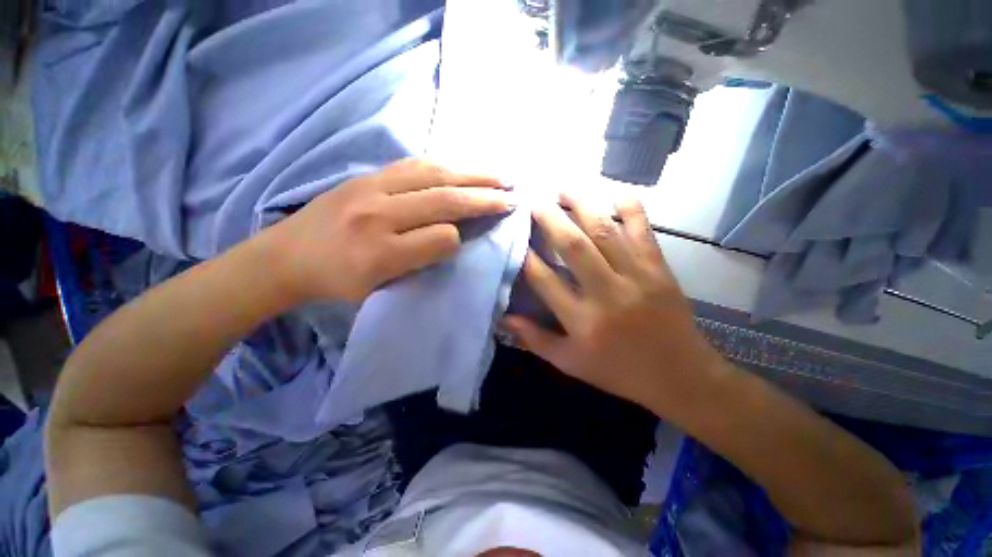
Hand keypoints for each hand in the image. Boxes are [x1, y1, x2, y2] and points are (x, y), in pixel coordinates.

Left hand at [265, 158, 513, 302]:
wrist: (283, 257)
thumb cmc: (335, 282)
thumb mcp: (377, 289)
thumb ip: (417, 263)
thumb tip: (451, 237)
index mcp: (380, 253)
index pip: (439, 238)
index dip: (460, 238)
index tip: (473, 237)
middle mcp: (377, 214)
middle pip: (442, 199)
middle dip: (483, 197)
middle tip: (512, 195)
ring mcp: (370, 187)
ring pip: (433, 174)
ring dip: (471, 174)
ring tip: (498, 175)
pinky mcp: (366, 175)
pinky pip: (413, 165)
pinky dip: (444, 164)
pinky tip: (462, 166)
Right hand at [504, 195, 724, 414]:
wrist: (681, 375)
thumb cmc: (619, 371)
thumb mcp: (570, 364)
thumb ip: (535, 340)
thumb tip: (505, 317)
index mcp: (582, 320)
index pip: (545, 280)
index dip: (527, 256)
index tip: (515, 238)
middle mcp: (607, 293)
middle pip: (573, 246)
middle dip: (550, 219)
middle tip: (534, 202)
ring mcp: (636, 275)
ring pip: (605, 230)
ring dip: (582, 204)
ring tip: (564, 189)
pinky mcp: (659, 267)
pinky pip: (643, 228)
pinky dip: (629, 206)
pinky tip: (613, 192)